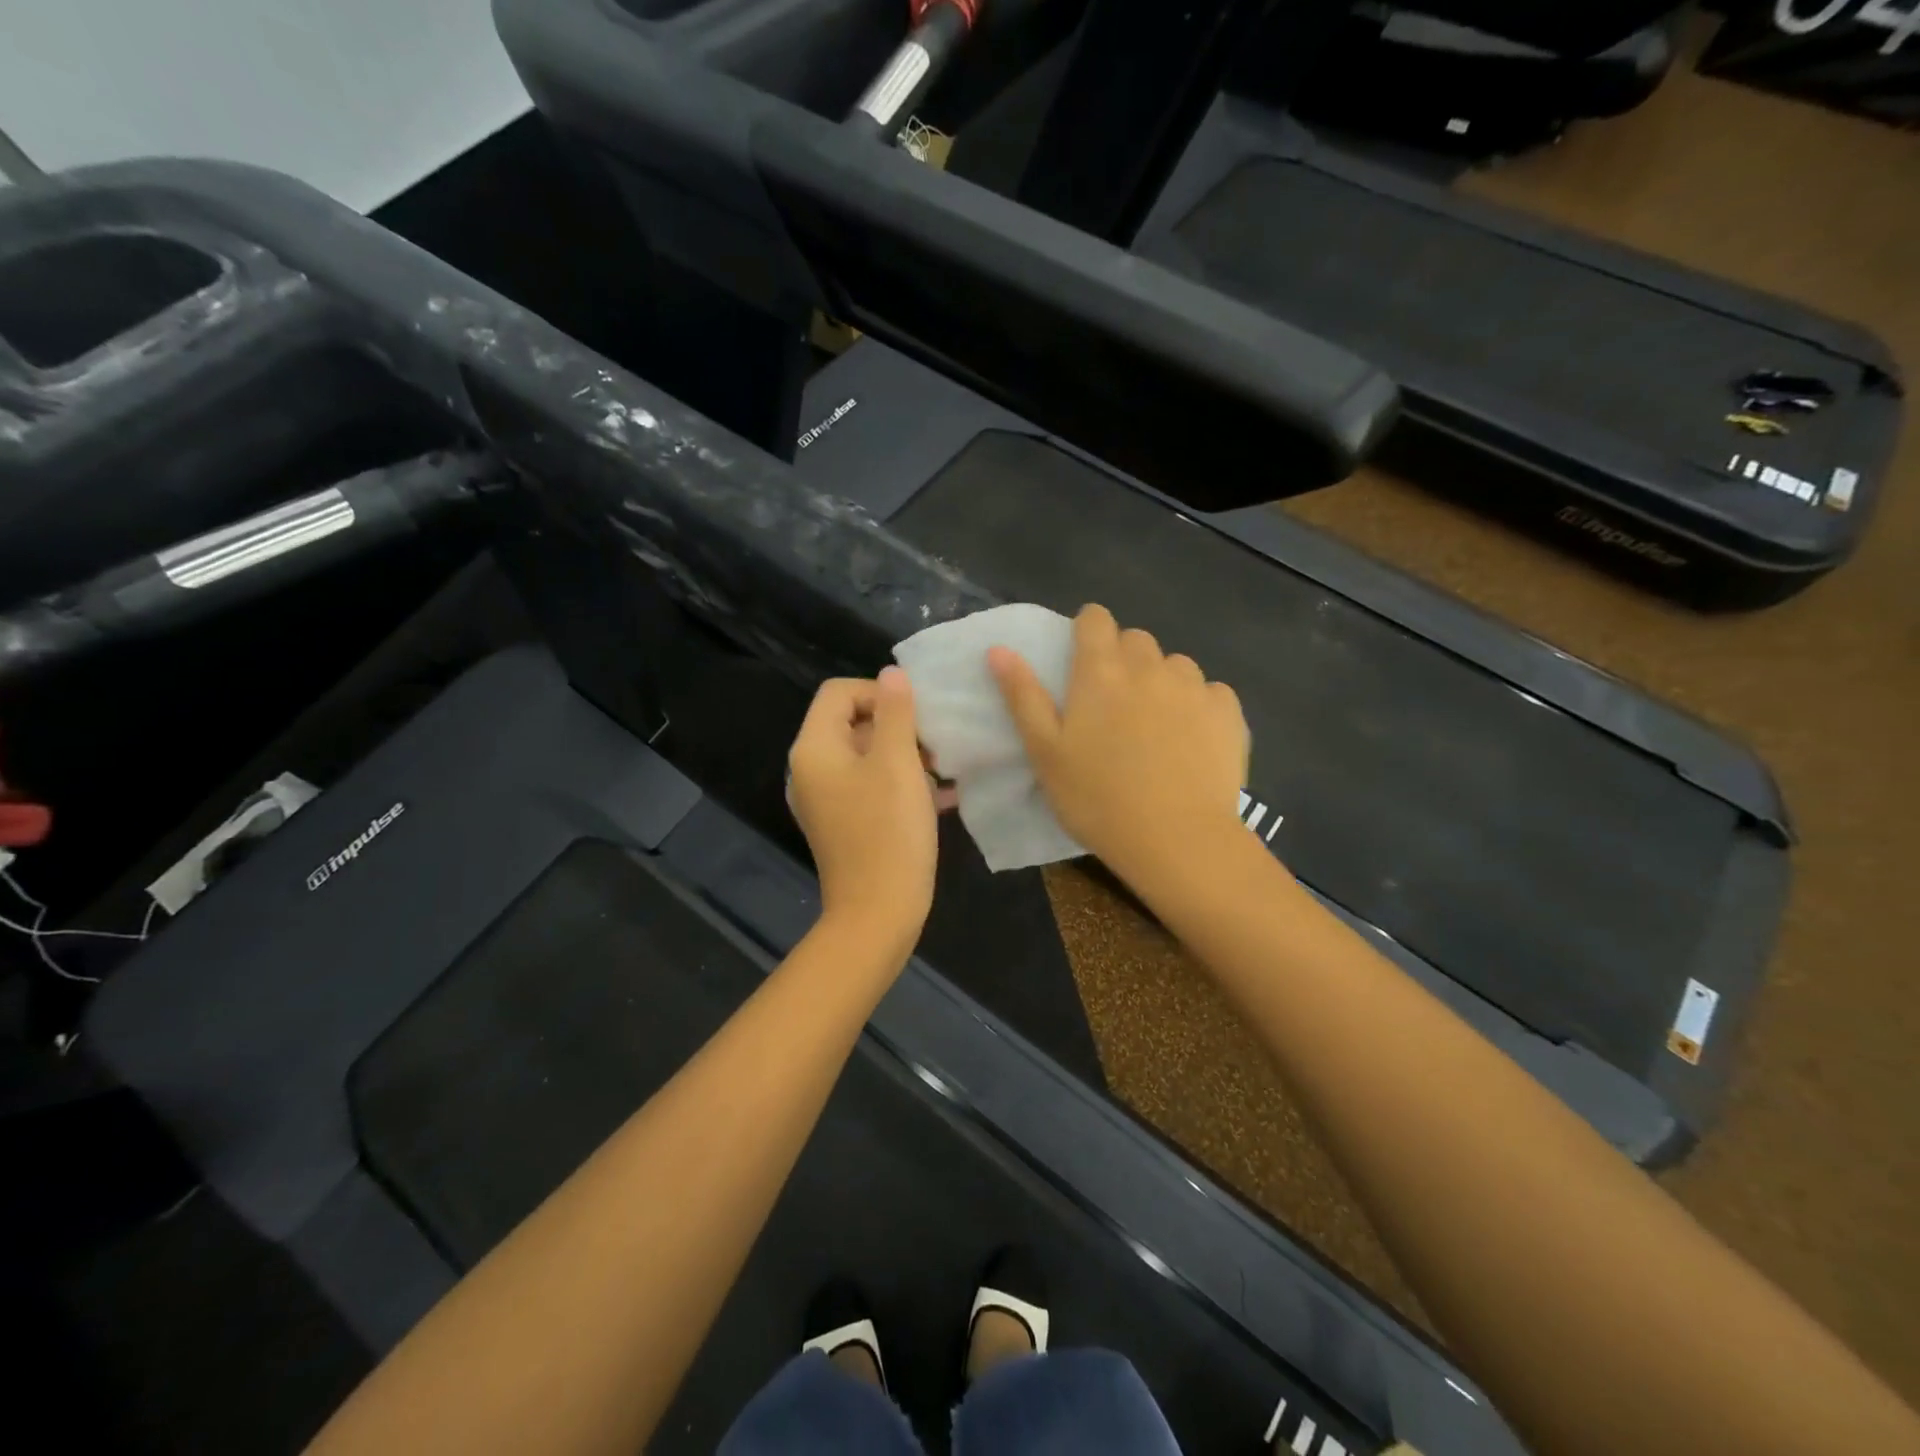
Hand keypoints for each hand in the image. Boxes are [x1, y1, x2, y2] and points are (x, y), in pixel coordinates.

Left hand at [787, 668, 940, 949]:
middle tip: (935, 745)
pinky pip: (870, 786)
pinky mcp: (842, 822)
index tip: (917, 716)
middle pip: (851, 722)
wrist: (878, 913)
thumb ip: (896, 712)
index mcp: (814, 748)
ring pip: (865, 755)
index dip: (879, 692)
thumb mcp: (898, 763)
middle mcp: (810, 769)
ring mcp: (825, 799)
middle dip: (897, 725)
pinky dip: (900, 782)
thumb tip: (893, 674)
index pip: (839, 692)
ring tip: (943, 771)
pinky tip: (942, 796)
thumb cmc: (889, 832)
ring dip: (904, 755)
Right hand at [989, 604, 1248, 885]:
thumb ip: (1023, 696)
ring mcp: (1194, 686)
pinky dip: (1199, 705)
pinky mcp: (1228, 712)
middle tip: (1113, 705)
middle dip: (1122, 659)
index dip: (1086, 631)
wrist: (1176, 839)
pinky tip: (1192, 740)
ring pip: (1174, 665)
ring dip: (1161, 681)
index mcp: (1100, 671)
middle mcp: (1149, 666)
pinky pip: (1210, 692)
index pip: (1095, 618)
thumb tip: (999, 649)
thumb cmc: (1097, 798)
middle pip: (1135, 640)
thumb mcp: (1045, 752)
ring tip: (1155, 726)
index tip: (1082, 662)